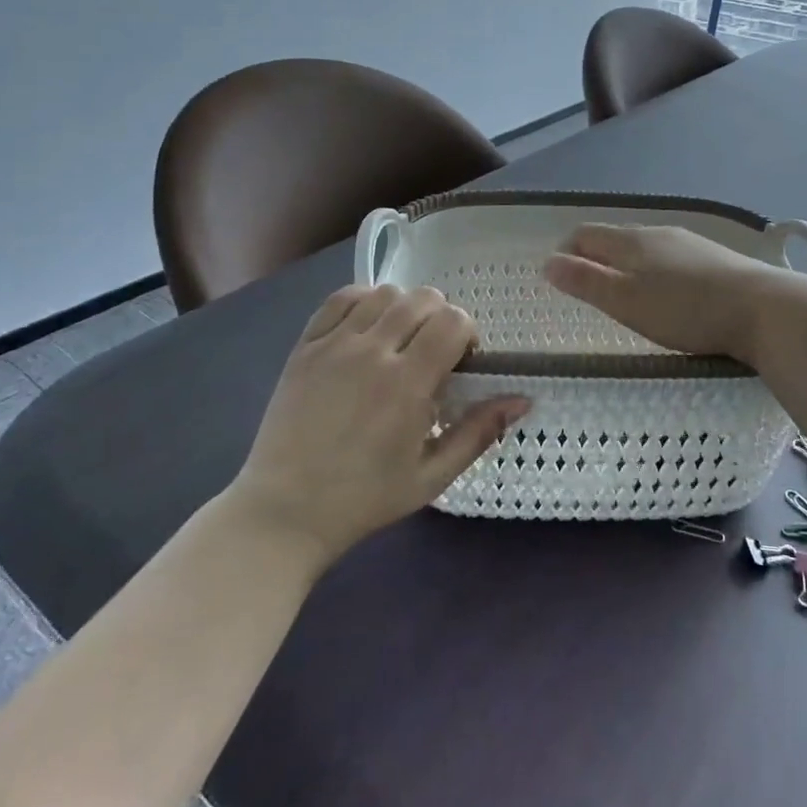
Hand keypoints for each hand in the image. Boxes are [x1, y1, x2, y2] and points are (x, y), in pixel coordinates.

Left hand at [231, 286, 528, 566]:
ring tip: (400, 340)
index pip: (453, 321)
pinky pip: (340, 299)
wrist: (284, 513)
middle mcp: (371, 353)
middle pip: (423, 299)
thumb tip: (523, 399)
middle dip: (441, 317)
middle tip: (433, 352)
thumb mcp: (432, 476)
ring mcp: (333, 345)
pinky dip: (362, 301)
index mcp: (407, 384)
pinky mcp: (304, 346)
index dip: (467, 333)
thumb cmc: (364, 499)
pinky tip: (366, 328)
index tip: (461, 361)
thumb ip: (478, 432)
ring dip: (404, 309)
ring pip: (384, 293)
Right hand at [543, 223, 785, 361]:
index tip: (558, 276)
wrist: (764, 309)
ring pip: (646, 247)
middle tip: (587, 288)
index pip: (586, 234)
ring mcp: (690, 243)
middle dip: (595, 257)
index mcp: (632, 240)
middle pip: (616, 238)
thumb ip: (586, 282)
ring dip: (626, 264)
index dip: (566, 251)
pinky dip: (655, 271)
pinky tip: (668, 293)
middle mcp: (659, 232)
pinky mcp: (715, 259)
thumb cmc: (686, 310)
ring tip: (625, 292)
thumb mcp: (627, 302)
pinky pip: (671, 258)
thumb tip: (547, 262)